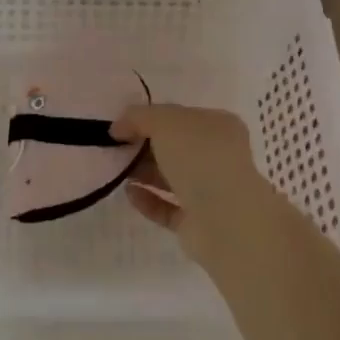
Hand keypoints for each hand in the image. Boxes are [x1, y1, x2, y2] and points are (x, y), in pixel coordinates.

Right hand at [115, 103, 272, 258]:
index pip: (182, 116)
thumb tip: (118, 127)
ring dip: (145, 172)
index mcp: (219, 126)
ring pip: (172, 178)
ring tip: (117, 170)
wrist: (224, 219)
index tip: (122, 125)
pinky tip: (129, 193)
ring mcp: (210, 191)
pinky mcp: (198, 223)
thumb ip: (139, 117)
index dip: (152, 118)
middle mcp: (218, 156)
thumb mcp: (165, 121)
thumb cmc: (199, 157)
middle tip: (116, 148)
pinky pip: (168, 207)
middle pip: (176, 147)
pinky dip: (148, 200)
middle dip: (145, 146)